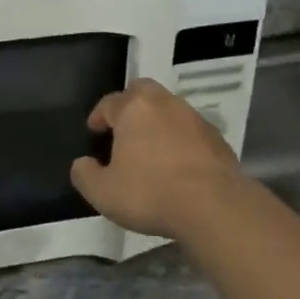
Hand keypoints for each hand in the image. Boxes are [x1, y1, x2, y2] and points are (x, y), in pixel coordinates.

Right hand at [70, 78, 246, 239]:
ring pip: (169, 109)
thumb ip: (85, 174)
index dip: (98, 117)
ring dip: (157, 123)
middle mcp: (165, 103)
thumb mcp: (102, 192)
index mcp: (134, 108)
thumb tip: (83, 164)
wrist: (213, 206)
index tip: (94, 132)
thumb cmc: (150, 193)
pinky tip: (177, 164)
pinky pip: (190, 131)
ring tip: (150, 150)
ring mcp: (195, 118)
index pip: (109, 103)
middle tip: (122, 129)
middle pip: (142, 92)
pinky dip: (179, 140)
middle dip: (129, 105)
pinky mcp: (217, 138)